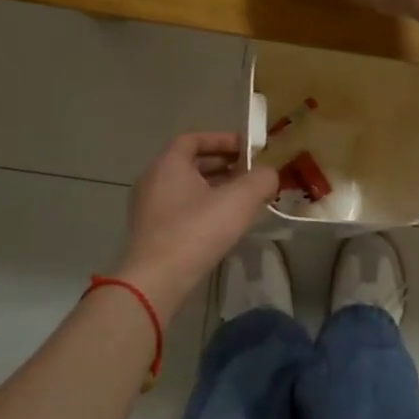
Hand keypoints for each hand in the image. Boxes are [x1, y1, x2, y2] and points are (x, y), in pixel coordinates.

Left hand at [112, 134, 279, 317]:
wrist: (157, 280)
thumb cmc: (197, 230)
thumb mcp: (239, 200)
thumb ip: (261, 180)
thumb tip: (269, 174)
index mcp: (168, 164)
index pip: (193, 139)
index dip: (222, 140)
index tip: (247, 149)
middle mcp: (153, 180)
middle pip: (190, 163)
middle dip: (222, 165)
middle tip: (250, 174)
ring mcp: (148, 208)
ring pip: (186, 188)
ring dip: (214, 189)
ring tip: (243, 200)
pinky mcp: (151, 233)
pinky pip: (180, 210)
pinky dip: (203, 208)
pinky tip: (224, 224)